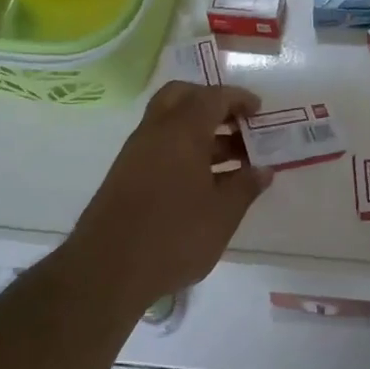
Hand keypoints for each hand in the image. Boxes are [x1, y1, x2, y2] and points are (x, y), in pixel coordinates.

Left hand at [71, 82, 272, 306]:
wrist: (106, 271)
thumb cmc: (174, 236)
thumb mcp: (222, 214)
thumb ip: (245, 187)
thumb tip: (263, 170)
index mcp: (182, 131)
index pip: (213, 97)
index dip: (238, 99)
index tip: (259, 110)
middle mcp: (155, 131)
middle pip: (182, 96)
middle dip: (211, 103)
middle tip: (237, 124)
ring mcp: (135, 153)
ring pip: (169, 122)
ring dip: (200, 130)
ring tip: (232, 159)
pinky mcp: (125, 175)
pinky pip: (159, 145)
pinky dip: (183, 149)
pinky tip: (204, 180)